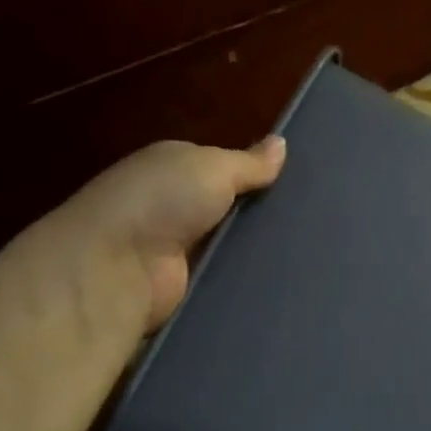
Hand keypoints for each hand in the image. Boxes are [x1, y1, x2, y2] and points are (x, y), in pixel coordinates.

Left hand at [28, 136, 286, 335]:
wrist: (115, 267)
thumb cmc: (162, 200)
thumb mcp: (212, 167)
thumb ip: (249, 162)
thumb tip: (281, 143)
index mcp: (175, 168)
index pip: (225, 170)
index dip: (258, 176)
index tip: (303, 187)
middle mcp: (173, 206)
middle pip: (231, 209)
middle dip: (264, 216)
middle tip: (315, 226)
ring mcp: (177, 249)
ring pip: (232, 246)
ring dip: (259, 251)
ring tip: (309, 257)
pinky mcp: (183, 287)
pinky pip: (224, 279)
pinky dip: (245, 279)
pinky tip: (283, 282)